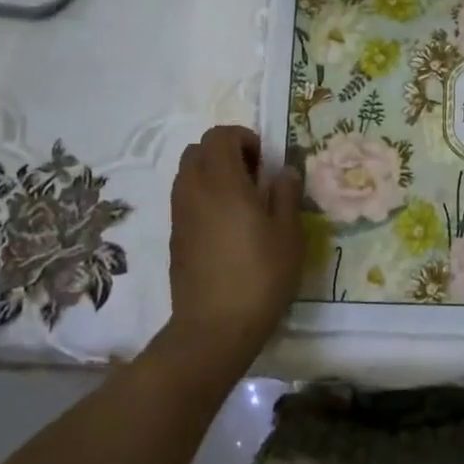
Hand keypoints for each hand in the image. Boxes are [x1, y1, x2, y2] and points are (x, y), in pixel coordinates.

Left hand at [160, 126, 302, 380]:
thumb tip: (284, 172)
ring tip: (242, 204)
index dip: (244, 139)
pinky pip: (185, 199)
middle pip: (198, 150)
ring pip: (188, 174)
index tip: (265, 163)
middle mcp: (193, 190)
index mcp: (222, 181)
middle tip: (253, 178)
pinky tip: (227, 228)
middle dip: (225, 153)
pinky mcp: (175, 237)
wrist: (214, 327)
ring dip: (213, 175)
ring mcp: (179, 214)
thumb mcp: (288, 234)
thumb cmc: (260, 276)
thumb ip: (286, 195)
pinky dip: (204, 198)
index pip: (220, 135)